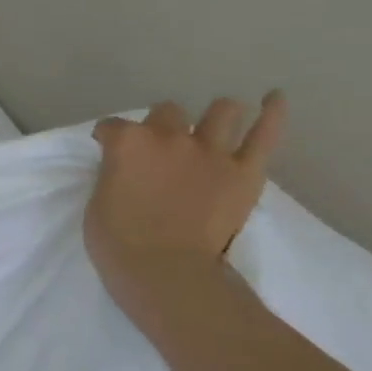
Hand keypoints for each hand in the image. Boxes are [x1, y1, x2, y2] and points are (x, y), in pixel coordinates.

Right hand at [85, 93, 287, 313]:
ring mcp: (211, 152)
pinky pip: (265, 134)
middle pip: (168, 111)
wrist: (165, 272)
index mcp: (128, 144)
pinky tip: (274, 98)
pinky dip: (272, 114)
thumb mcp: (97, 203)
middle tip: (161, 146)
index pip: (113, 126)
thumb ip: (114, 176)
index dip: (108, 136)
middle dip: (162, 123)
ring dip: (214, 116)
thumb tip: (126, 170)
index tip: (107, 145)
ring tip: (213, 127)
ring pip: (221, 111)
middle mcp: (170, 137)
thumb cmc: (118, 244)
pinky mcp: (245, 172)